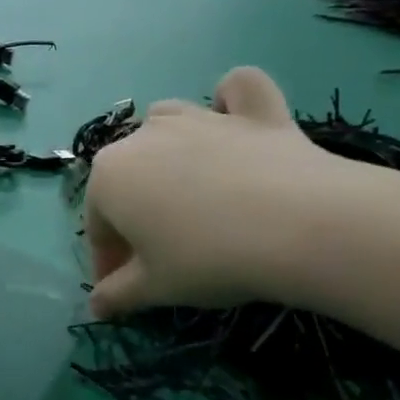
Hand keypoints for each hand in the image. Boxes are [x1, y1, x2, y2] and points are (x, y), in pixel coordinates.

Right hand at [83, 68, 368, 317]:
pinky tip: (235, 120)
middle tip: (160, 255)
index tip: (124, 290)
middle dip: (133, 213)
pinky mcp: (254, 112)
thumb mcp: (155, 288)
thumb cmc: (209, 259)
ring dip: (165, 148)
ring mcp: (199, 118)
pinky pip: (237, 90)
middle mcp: (142, 138)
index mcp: (108, 177)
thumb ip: (118, 295)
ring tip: (188, 185)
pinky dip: (232, 100)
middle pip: (126, 178)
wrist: (304, 227)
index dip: (108, 262)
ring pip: (165, 122)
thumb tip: (96, 309)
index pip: (98, 227)